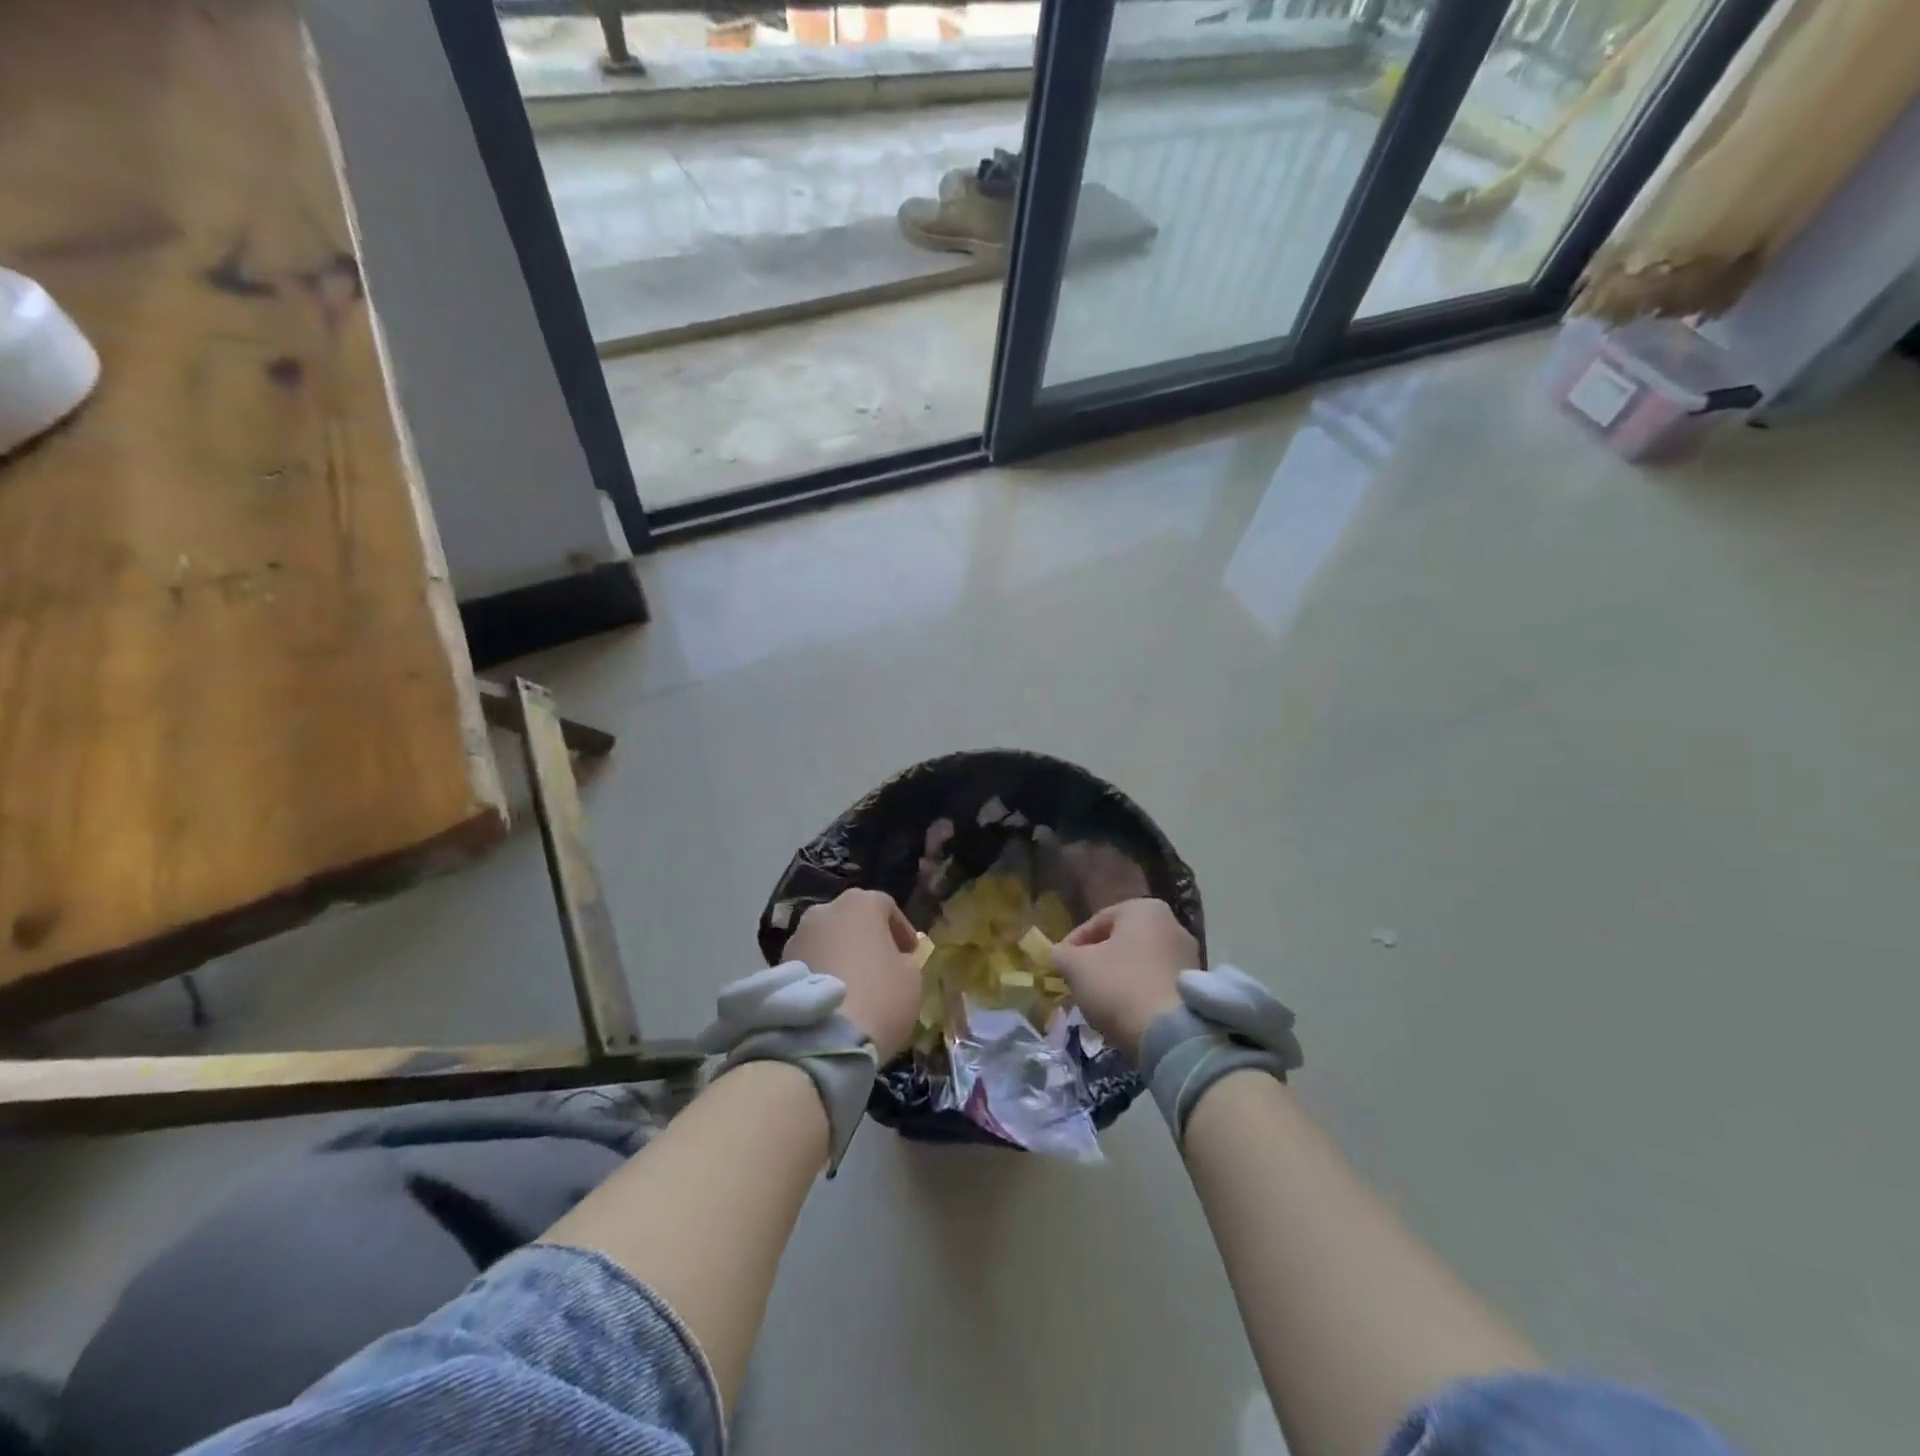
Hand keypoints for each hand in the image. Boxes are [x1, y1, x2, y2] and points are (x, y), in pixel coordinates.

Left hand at [786, 889, 921, 1061]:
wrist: (824, 1039)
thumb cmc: (880, 997)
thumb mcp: (912, 977)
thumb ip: (906, 959)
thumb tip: (897, 958)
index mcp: (861, 903)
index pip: (887, 907)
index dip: (901, 931)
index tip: (910, 954)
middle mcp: (825, 910)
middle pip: (852, 919)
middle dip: (867, 939)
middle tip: (881, 966)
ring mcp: (798, 936)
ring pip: (828, 940)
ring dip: (841, 954)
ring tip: (854, 985)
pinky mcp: (779, 964)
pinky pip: (810, 961)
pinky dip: (822, 971)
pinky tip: (834, 997)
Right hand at [1050, 897, 1198, 1061]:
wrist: (1171, 1034)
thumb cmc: (1119, 985)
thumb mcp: (1076, 967)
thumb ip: (1061, 955)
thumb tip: (1058, 955)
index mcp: (1144, 909)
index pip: (1097, 921)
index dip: (1073, 944)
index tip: (1060, 965)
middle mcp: (1172, 924)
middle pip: (1121, 941)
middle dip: (1098, 960)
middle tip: (1078, 982)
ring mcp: (1189, 956)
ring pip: (1140, 963)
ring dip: (1118, 978)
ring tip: (1099, 1002)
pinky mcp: (1195, 988)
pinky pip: (1156, 983)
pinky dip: (1138, 994)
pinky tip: (1125, 1013)